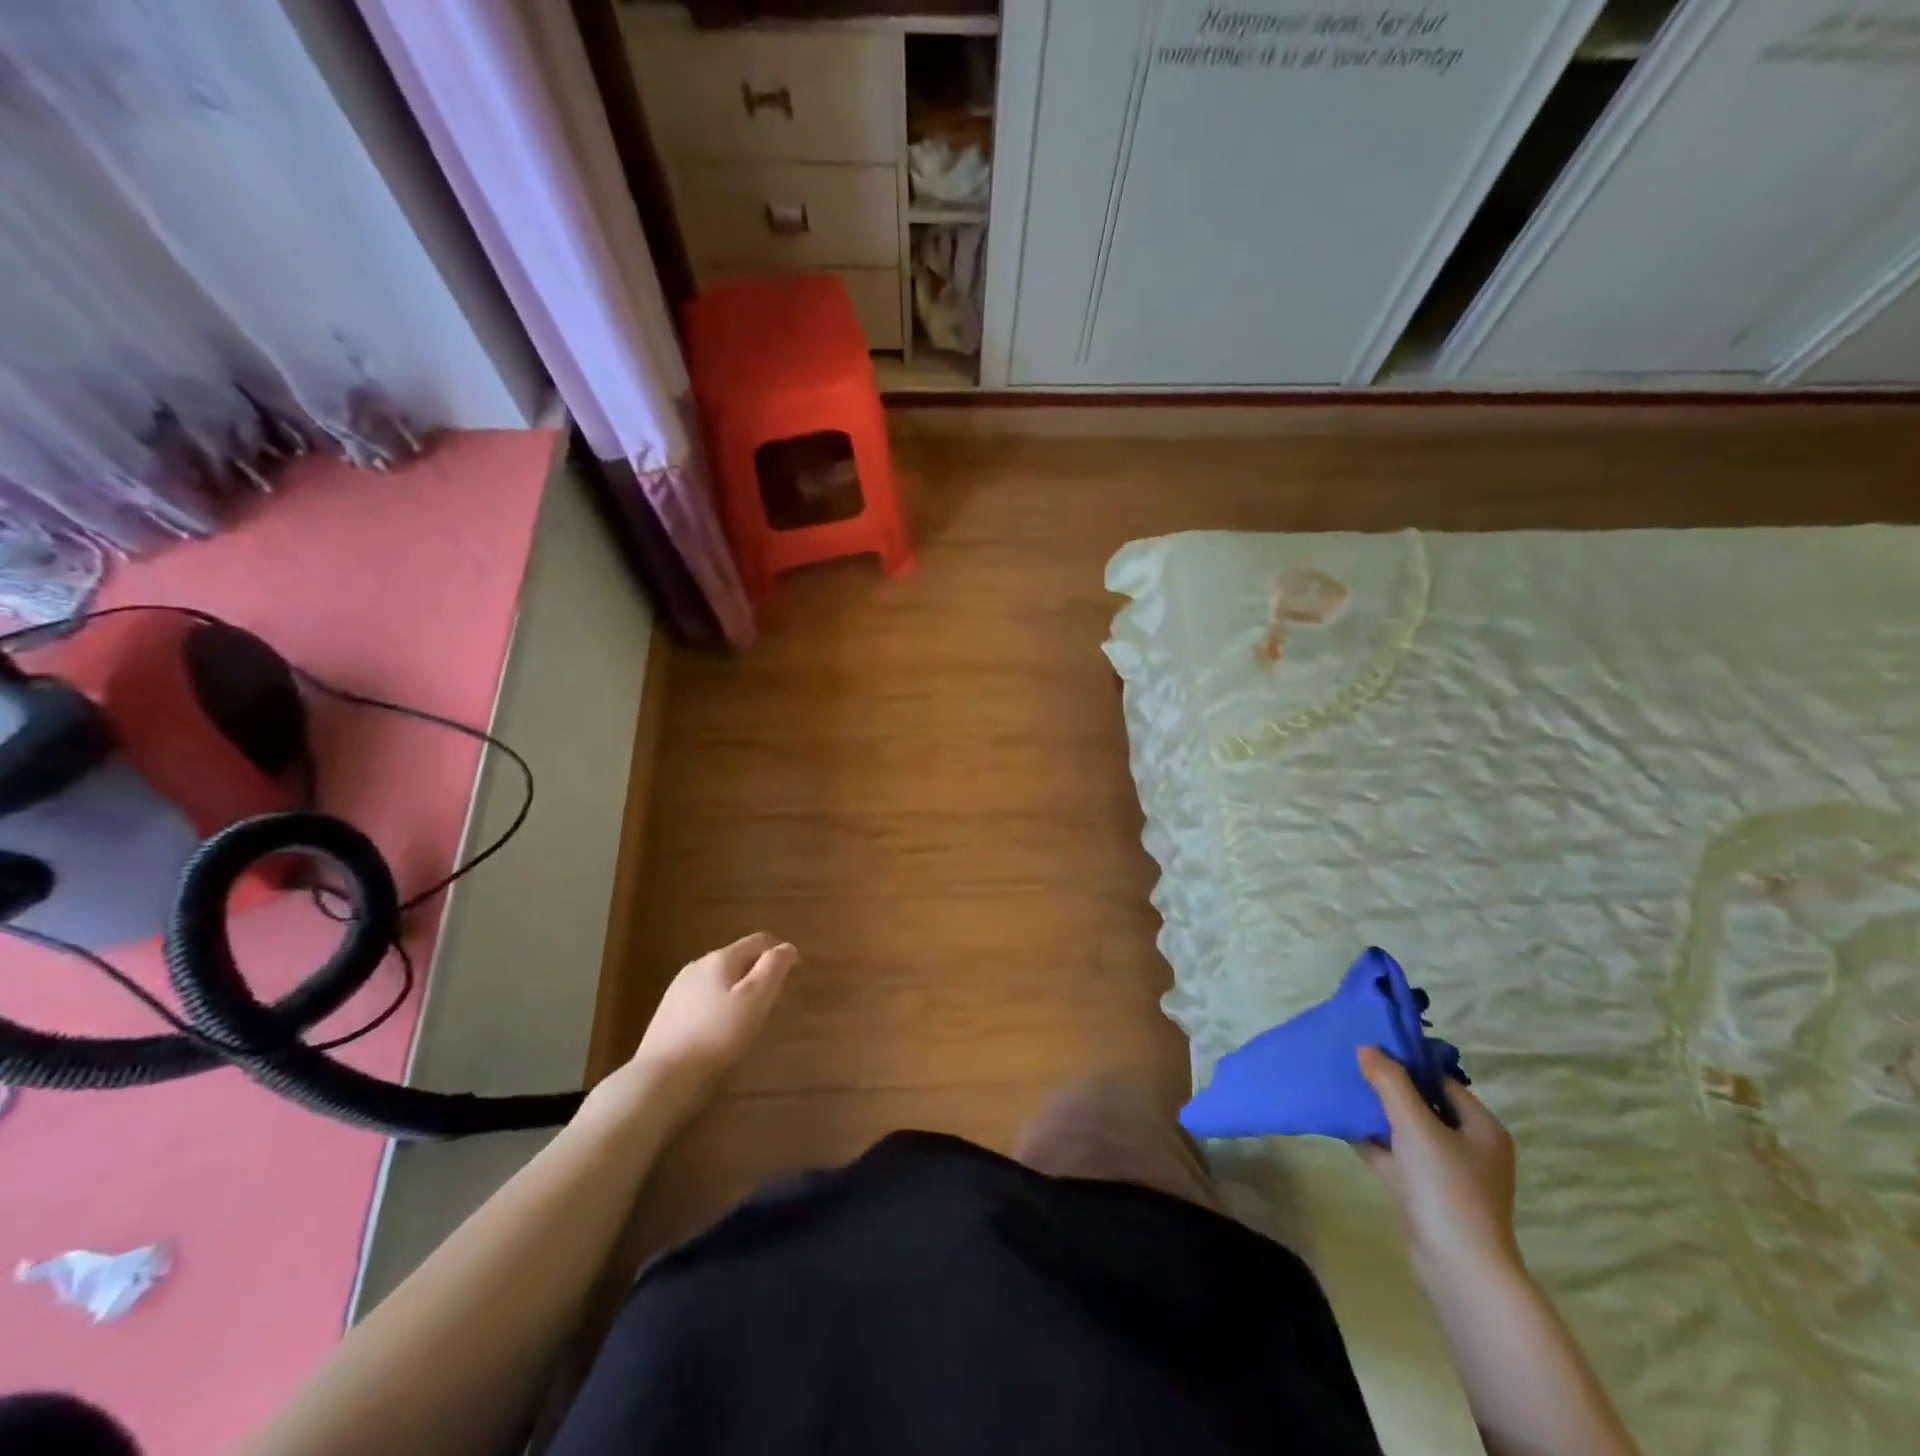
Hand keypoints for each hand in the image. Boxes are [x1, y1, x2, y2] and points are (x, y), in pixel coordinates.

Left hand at [623, 933, 796, 1123]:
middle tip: (775, 1001)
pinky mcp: (669, 1011)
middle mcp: (698, 965)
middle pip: (739, 957)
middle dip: (761, 972)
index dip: (781, 953)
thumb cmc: (718, 1036)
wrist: (663, 1077)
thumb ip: (774, 968)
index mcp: (721, 958)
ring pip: (721, 977)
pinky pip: (705, 996)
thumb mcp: (756, 999)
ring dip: (740, 988)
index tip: (795, 975)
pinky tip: (721, 1029)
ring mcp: (680, 987)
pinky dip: (721, 1003)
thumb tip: (787, 947)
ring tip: (750, 1017)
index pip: (759, 940)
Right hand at [1355, 1046, 1520, 1283]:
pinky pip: (1396, 1156)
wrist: (1458, 1267)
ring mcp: (1447, 1173)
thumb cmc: (1446, 1187)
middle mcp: (1469, 1147)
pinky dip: (1373, 1141)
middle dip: (1388, 1087)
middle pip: (1424, 1105)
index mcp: (1481, 1128)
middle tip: (1351, 1066)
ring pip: (1407, 1131)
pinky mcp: (1425, 1193)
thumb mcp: (1415, 1125)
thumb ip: (1390, 1082)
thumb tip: (1367, 1047)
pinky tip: (1342, 1126)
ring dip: (1377, 1113)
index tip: (1371, 1048)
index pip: (1442, 1082)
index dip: (1408, 1063)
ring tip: (1341, 1090)